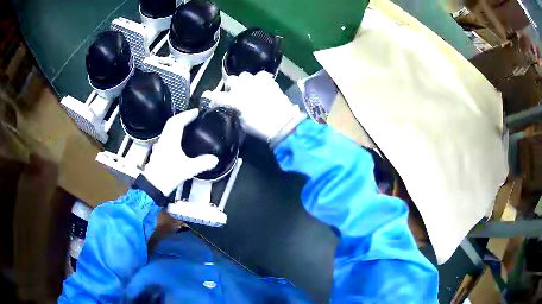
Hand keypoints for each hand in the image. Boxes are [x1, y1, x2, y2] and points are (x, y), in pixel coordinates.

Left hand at [143, 109, 218, 195]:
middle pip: (172, 123)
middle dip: (182, 117)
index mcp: (171, 139)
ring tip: (187, 125)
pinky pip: (167, 136)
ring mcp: (161, 145)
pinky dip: (174, 132)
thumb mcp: (188, 169)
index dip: (187, 115)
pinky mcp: (159, 152)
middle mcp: (165, 139)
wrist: (153, 185)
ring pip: (168, 129)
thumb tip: (215, 159)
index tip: (196, 111)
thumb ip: (202, 163)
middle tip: (192, 116)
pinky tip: (179, 139)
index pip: (178, 122)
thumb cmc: (169, 174)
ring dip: (177, 124)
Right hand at [204, 71, 304, 144]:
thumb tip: (231, 107)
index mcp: (234, 100)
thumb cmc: (261, 128)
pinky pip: (260, 75)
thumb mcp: (242, 123)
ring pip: (244, 75)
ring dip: (244, 82)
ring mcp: (256, 82)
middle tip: (234, 95)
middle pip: (230, 80)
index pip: (217, 96)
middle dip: (231, 87)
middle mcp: (243, 87)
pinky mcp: (269, 80)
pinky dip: (259, 80)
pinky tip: (261, 86)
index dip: (211, 98)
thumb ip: (234, 111)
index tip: (209, 99)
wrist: (283, 123)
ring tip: (248, 89)